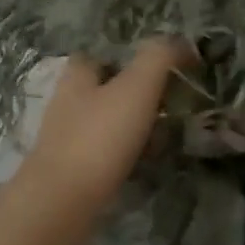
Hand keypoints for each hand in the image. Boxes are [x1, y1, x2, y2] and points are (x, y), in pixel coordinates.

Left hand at [18, 40, 192, 213]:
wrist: (63, 203)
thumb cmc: (99, 137)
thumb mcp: (136, 87)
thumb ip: (159, 57)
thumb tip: (182, 42)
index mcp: (76, 77)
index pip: (100, 54)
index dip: (129, 56)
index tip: (162, 66)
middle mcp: (67, 104)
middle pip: (106, 90)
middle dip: (138, 95)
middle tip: (173, 104)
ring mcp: (68, 140)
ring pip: (108, 124)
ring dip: (136, 127)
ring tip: (168, 135)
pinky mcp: (74, 172)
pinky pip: (108, 155)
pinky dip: (129, 155)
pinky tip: (148, 164)